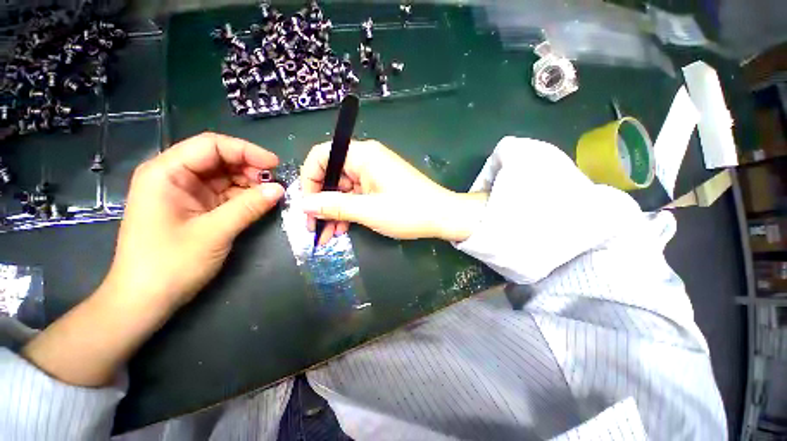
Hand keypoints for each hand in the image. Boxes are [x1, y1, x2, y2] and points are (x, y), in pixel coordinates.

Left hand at [105, 132, 283, 310]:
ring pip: (224, 176)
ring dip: (249, 182)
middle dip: (249, 167)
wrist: (145, 300)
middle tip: (275, 183)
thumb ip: (249, 207)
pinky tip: (259, 202)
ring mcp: (185, 192)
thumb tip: (280, 189)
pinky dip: (244, 196)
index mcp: (166, 173)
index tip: (275, 165)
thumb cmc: (169, 265)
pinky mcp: (195, 207)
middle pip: (218, 158)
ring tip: (270, 194)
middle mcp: (174, 176)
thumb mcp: (214, 233)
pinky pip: (224, 193)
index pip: (211, 145)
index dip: (246, 150)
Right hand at [300, 140, 486, 244]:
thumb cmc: (408, 211)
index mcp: (363, 155)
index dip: (309, 179)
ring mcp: (373, 173)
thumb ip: (334, 206)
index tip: (307, 205)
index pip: (322, 155)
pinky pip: (356, 196)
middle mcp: (366, 159)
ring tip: (328, 235)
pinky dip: (348, 211)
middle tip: (314, 228)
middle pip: (331, 174)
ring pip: (343, 189)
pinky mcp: (379, 186)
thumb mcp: (368, 210)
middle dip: (321, 202)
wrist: (442, 216)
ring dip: (334, 211)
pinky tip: (342, 229)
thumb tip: (305, 205)